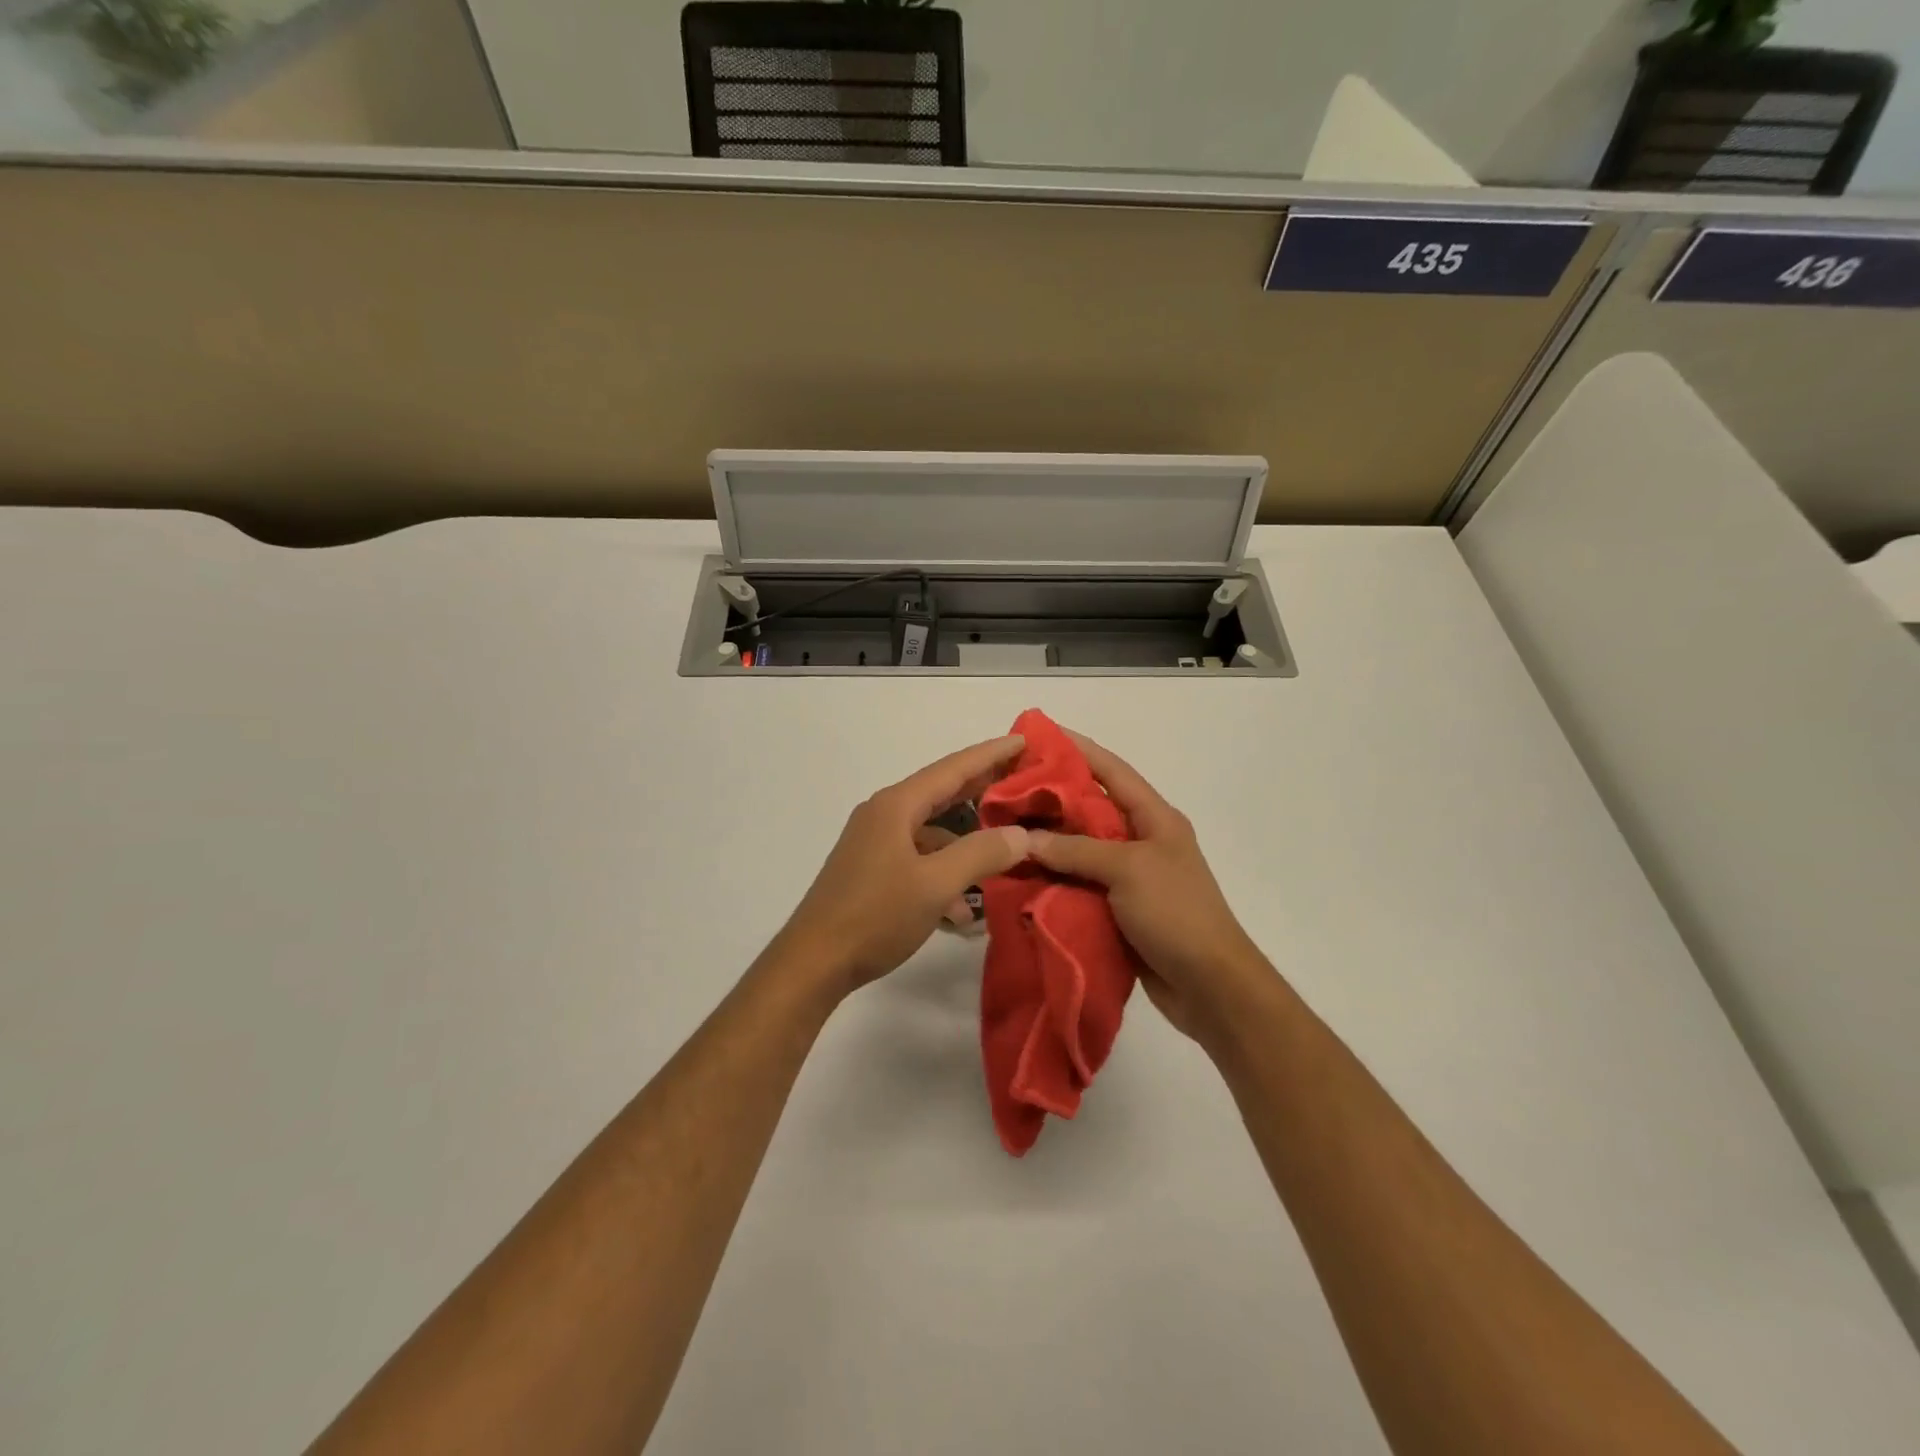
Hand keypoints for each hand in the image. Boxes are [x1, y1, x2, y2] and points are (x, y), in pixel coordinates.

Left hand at [771, 734, 1031, 998]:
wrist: (814, 961)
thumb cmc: (875, 915)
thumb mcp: (935, 884)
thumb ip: (981, 854)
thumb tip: (1022, 834)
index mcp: (897, 806)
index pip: (953, 768)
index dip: (990, 754)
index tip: (1022, 739)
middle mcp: (884, 815)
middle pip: (942, 792)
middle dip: (982, 788)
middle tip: (1023, 779)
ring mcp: (875, 843)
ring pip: (932, 832)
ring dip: (966, 843)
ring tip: (1005, 854)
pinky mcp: (872, 870)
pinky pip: (919, 859)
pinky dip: (944, 872)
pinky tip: (963, 908)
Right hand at [1026, 730, 1271, 1044]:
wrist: (1210, 985)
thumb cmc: (1176, 913)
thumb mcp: (1127, 870)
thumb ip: (1076, 850)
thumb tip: (1028, 838)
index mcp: (1155, 818)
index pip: (1112, 772)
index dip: (1078, 750)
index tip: (1039, 736)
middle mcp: (1142, 840)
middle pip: (1091, 809)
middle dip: (1052, 798)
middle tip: (1008, 790)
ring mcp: (1131, 876)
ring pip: (1081, 848)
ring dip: (1049, 842)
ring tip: (1006, 831)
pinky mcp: (1119, 908)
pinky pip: (1081, 883)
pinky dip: (1055, 878)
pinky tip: (1023, 876)